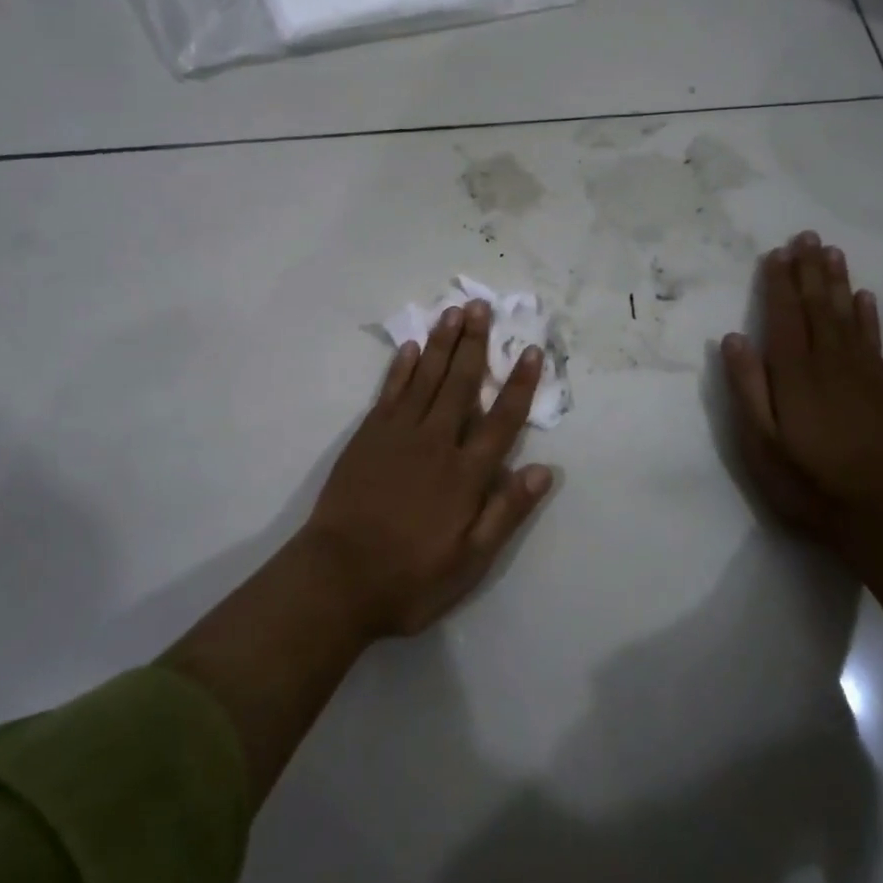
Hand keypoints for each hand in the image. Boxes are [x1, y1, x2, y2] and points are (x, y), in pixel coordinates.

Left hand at [301, 299, 554, 637]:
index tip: (530, 351)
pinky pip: (389, 391)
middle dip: (475, 343)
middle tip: (482, 305)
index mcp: (465, 474)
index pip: (501, 420)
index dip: (519, 384)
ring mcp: (398, 434)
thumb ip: (506, 513)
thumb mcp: (470, 562)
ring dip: (441, 343)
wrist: (337, 577)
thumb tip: (544, 471)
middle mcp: (435, 442)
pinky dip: (401, 368)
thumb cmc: (409, 577)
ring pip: (425, 377)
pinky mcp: (368, 435)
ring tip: (453, 312)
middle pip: (460, 384)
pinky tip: (410, 348)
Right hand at [721, 231, 882, 555]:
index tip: (776, 253)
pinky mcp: (882, 388)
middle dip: (810, 270)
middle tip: (806, 235)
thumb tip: (733, 338)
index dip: (779, 283)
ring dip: (838, 281)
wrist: (880, 515)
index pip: (785, 316)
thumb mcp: (759, 443)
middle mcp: (829, 362)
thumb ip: (747, 388)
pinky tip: (865, 297)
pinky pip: (873, 340)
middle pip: (818, 306)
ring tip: (831, 252)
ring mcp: (861, 373)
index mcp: (795, 373)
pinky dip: (868, 315)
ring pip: (847, 315)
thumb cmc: (806, 481)